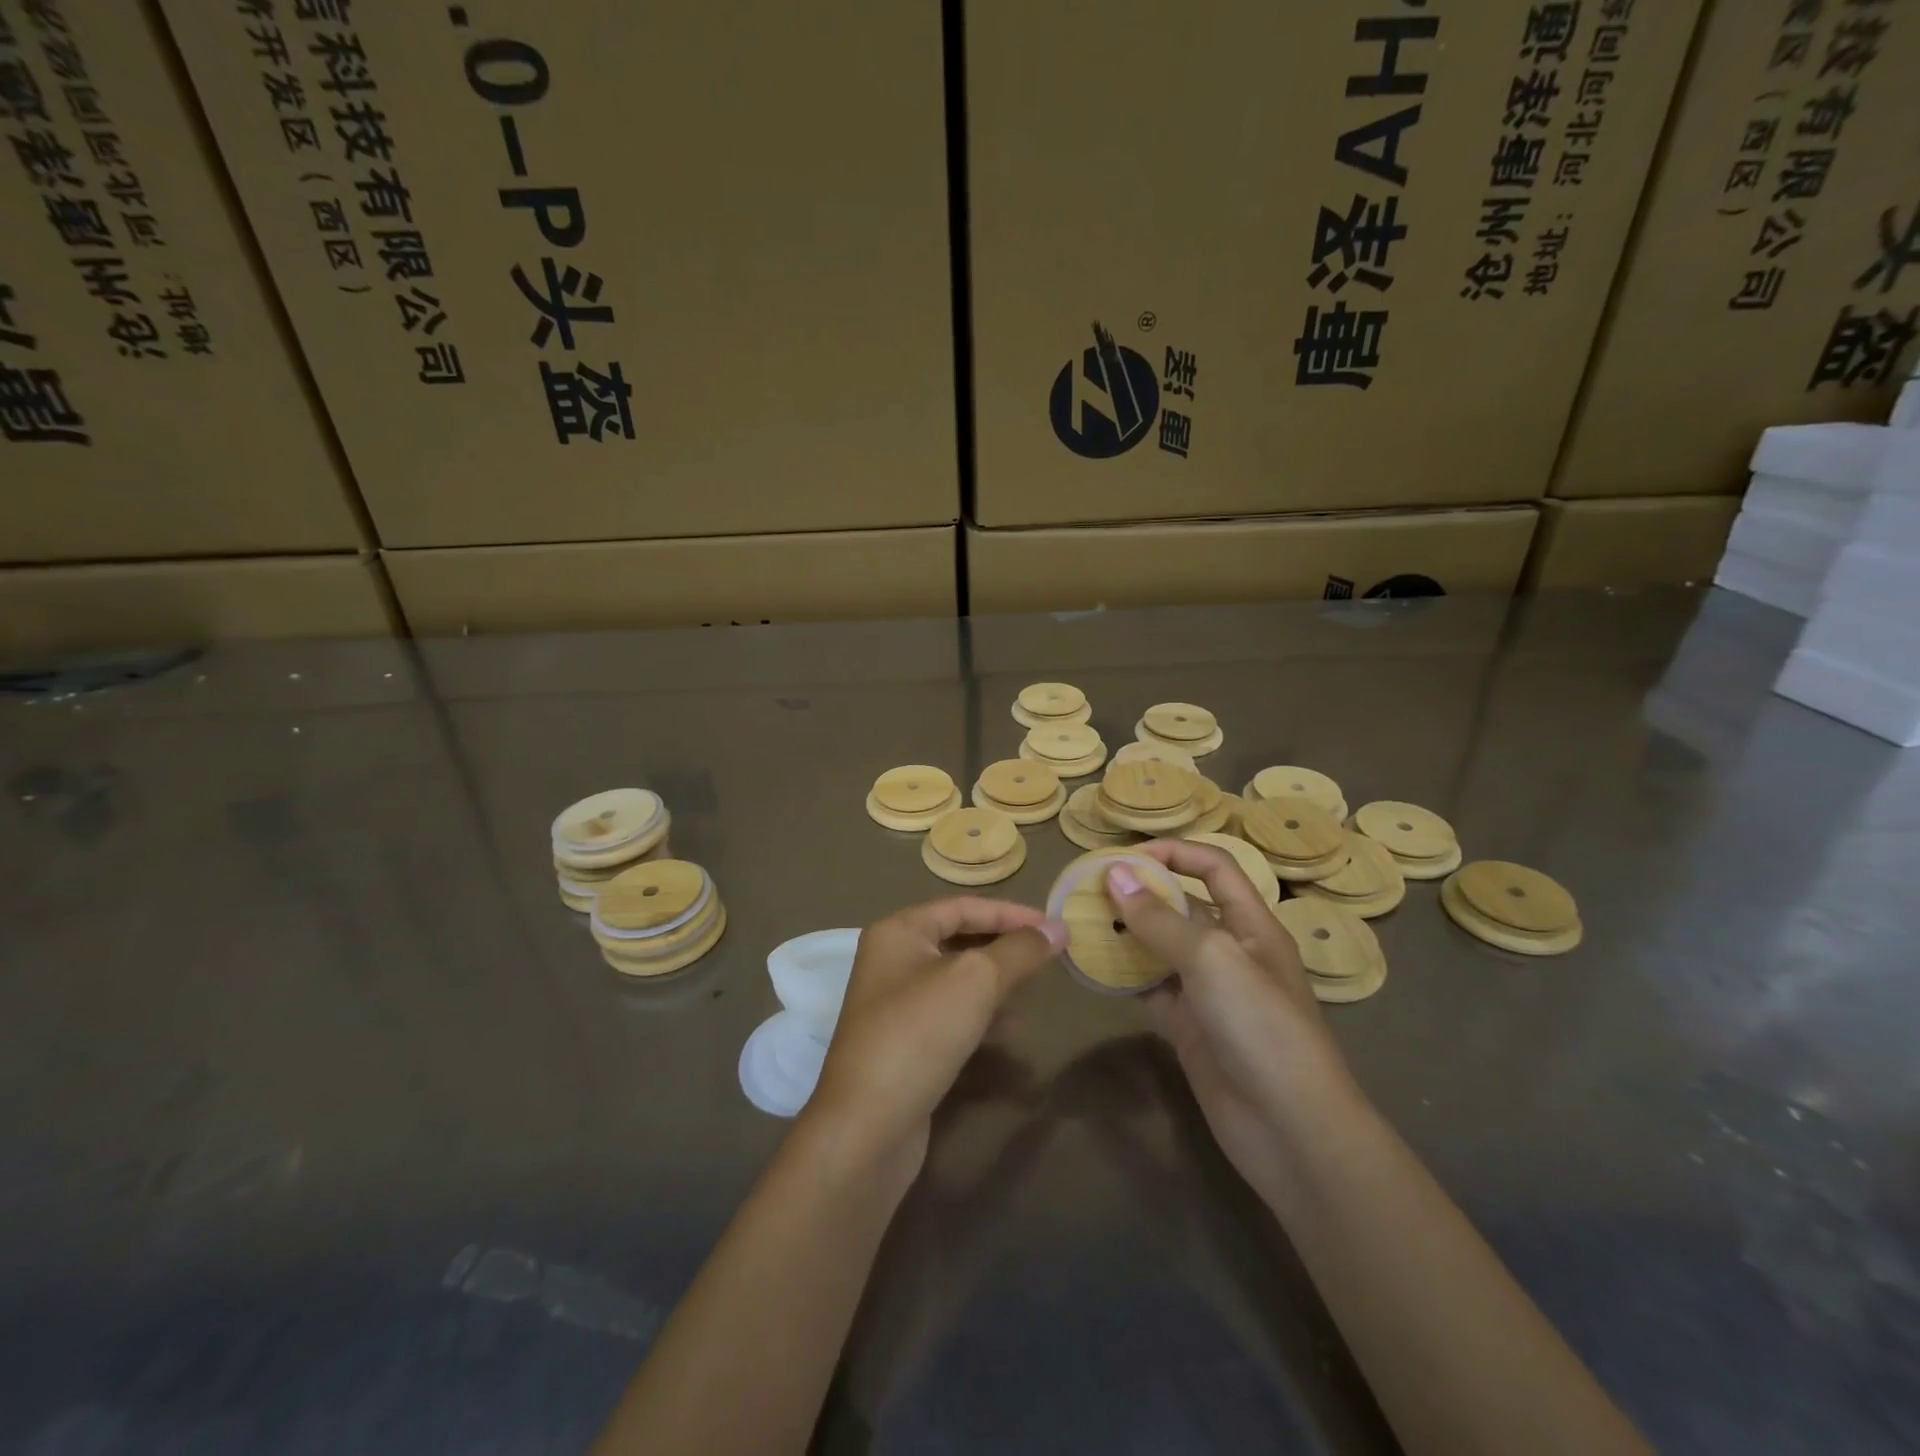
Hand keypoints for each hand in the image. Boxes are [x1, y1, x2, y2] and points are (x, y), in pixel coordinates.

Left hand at [806, 897, 1064, 1180]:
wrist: (867, 1125)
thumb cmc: (920, 1032)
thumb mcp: (976, 979)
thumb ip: (1019, 950)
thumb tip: (1057, 928)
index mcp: (898, 931)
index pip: (962, 907)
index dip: (1010, 913)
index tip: (1052, 928)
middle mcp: (891, 960)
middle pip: (958, 940)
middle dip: (1004, 947)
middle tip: (1047, 957)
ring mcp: (894, 1004)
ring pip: (956, 979)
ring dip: (996, 983)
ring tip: (1034, 992)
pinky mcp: (903, 1043)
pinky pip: (949, 1014)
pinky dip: (981, 1015)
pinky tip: (1011, 1031)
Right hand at [1105, 842, 1362, 1200]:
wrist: (1290, 1131)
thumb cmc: (1261, 1028)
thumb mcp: (1212, 960)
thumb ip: (1161, 918)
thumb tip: (1113, 874)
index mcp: (1252, 925)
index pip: (1214, 867)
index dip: (1174, 852)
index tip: (1124, 857)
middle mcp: (1230, 951)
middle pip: (1182, 906)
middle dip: (1140, 892)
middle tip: (1088, 888)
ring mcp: (1208, 992)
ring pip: (1160, 948)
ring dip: (1125, 933)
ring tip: (1081, 922)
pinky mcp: (1189, 1028)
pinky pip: (1150, 989)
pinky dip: (1123, 977)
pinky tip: (1091, 968)